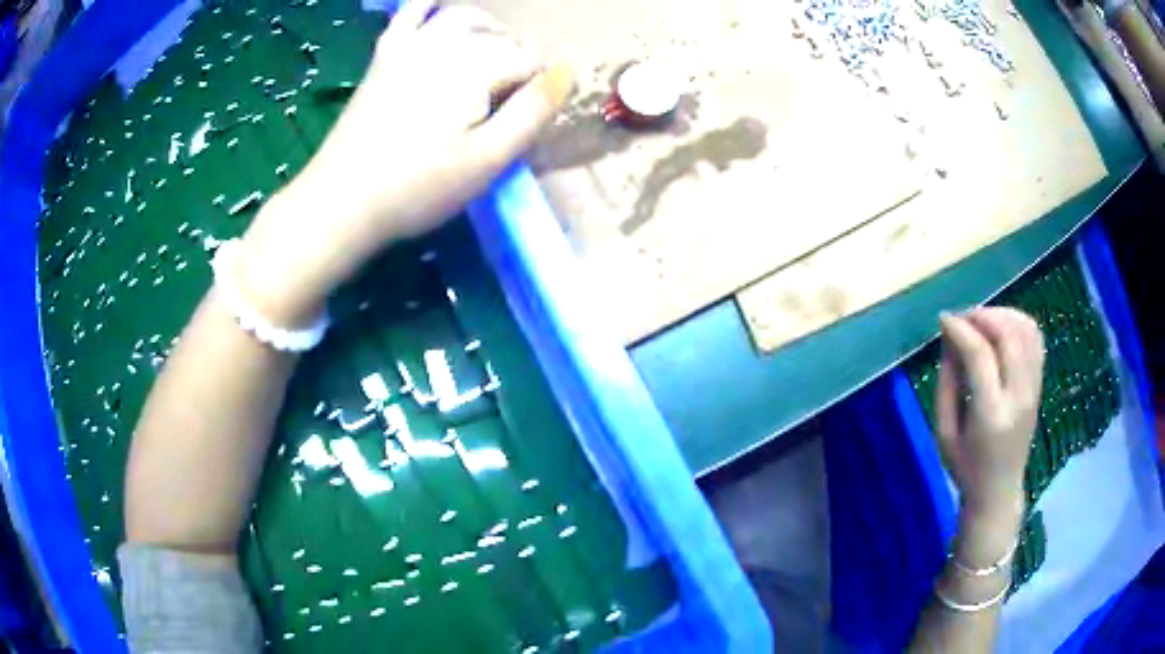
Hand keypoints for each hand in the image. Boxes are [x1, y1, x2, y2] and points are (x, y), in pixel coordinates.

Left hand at [239, 0, 574, 323]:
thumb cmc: (418, 188)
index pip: (531, 62)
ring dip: (489, 30)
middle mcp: (447, 44)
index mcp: (477, 68)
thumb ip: (533, 111)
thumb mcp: (488, 159)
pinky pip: (409, 13)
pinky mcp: (384, 56)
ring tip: (494, 56)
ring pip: (464, 17)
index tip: (531, 120)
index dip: (541, 89)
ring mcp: (410, 45)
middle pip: (501, 38)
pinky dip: (429, 5)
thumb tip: (568, 70)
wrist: (342, 200)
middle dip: (518, 62)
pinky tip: (439, 9)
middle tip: (513, 103)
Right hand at [936, 308, 1044, 516]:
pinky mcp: (1039, 384)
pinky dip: (1018, 323)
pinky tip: (1001, 330)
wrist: (999, 492)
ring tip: (981, 322)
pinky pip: (1035, 338)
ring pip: (1025, 329)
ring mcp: (1033, 388)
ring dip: (1001, 315)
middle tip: (961, 319)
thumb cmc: (965, 467)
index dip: (960, 329)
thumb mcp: (944, 432)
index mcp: (991, 414)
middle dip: (981, 316)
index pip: (980, 355)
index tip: (943, 320)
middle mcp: (1018, 396)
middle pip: (1007, 334)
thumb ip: (946, 383)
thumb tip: (950, 339)